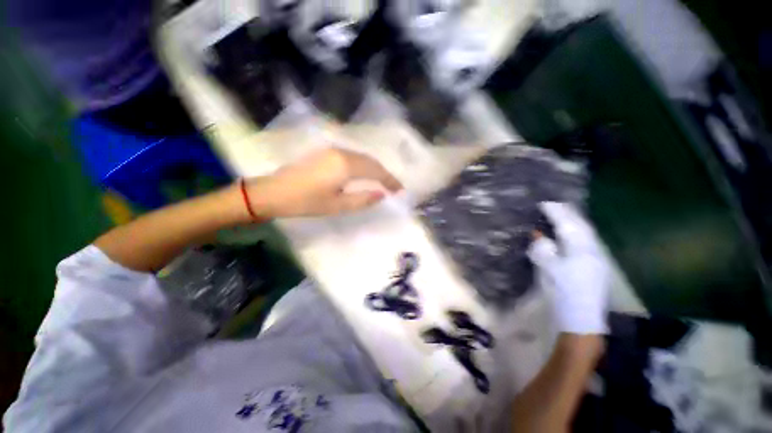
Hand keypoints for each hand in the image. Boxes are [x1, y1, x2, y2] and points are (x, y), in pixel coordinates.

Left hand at [246, 148, 402, 218]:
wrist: (273, 192)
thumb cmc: (306, 202)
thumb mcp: (337, 206)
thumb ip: (362, 199)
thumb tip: (382, 195)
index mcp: (346, 166)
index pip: (376, 171)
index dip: (390, 181)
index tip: (400, 190)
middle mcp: (342, 153)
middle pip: (371, 161)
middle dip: (385, 174)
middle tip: (394, 187)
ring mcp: (333, 150)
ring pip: (362, 157)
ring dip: (375, 168)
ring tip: (383, 182)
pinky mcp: (326, 152)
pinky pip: (352, 156)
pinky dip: (363, 165)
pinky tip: (365, 174)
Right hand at [527, 202, 610, 334]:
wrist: (581, 319)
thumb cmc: (562, 292)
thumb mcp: (547, 268)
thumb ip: (543, 248)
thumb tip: (538, 234)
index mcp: (580, 250)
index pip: (567, 225)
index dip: (556, 213)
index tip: (544, 204)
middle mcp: (593, 251)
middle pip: (582, 226)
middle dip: (569, 213)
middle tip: (556, 205)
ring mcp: (597, 259)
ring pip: (586, 233)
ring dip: (575, 222)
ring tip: (564, 214)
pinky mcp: (595, 267)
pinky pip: (586, 242)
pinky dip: (578, 233)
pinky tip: (572, 233)